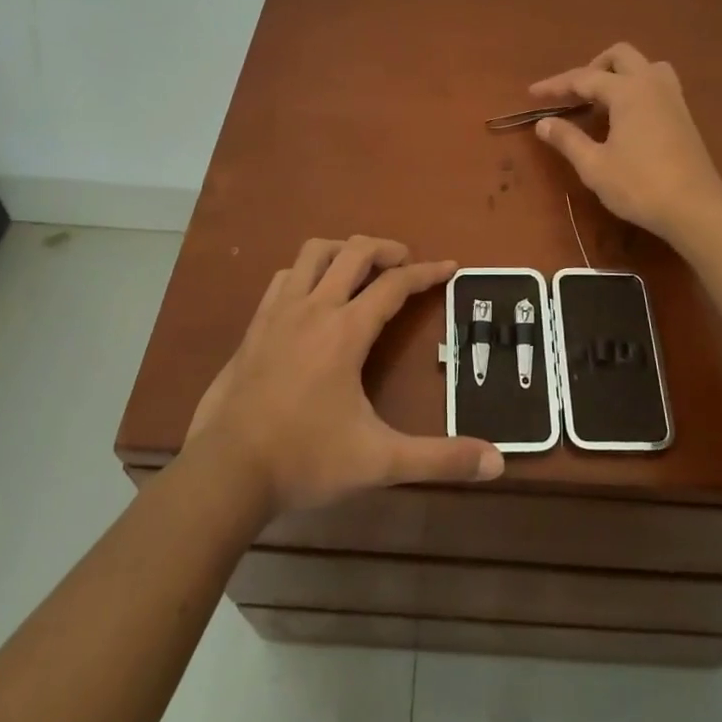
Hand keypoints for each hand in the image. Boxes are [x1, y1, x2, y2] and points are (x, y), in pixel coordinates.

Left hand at [186, 237, 503, 515]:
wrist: (225, 472)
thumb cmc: (305, 459)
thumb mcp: (379, 461)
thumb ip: (439, 459)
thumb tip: (496, 462)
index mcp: (346, 331)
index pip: (395, 285)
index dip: (427, 272)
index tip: (451, 267)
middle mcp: (313, 308)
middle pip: (354, 252)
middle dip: (386, 249)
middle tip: (406, 263)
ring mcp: (278, 313)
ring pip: (313, 254)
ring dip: (343, 251)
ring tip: (361, 268)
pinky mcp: (254, 327)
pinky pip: (284, 278)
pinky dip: (306, 272)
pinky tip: (312, 295)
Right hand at [529, 43, 721, 244]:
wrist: (695, 208)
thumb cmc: (640, 185)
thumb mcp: (595, 166)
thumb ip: (567, 140)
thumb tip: (543, 123)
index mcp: (628, 91)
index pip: (584, 78)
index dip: (556, 85)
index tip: (533, 93)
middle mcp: (652, 84)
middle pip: (620, 56)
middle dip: (592, 68)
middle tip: (574, 94)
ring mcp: (673, 97)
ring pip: (645, 66)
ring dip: (620, 74)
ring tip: (603, 101)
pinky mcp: (683, 115)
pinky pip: (658, 84)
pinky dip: (637, 88)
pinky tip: (626, 117)